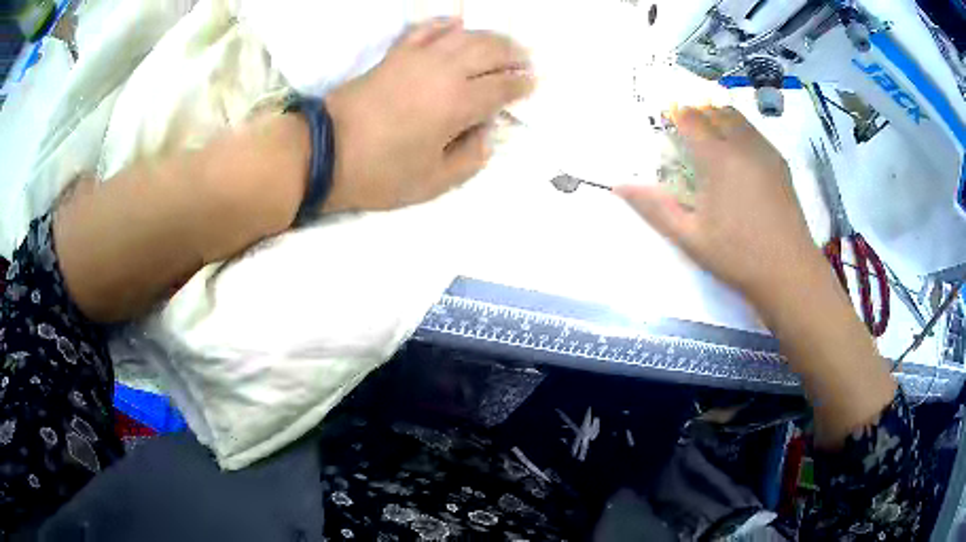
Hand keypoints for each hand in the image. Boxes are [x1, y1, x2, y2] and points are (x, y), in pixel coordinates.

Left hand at [322, 18, 534, 211]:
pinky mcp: (395, 55)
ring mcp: (418, 58)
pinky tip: (456, 25)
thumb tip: (486, 134)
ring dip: (488, 36)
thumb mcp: (433, 183)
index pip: (501, 86)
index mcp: (458, 104)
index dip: (521, 85)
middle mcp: (444, 71)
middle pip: (489, 50)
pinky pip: (425, 29)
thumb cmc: (380, 173)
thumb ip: (470, 158)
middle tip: (524, 61)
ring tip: (501, 44)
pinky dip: (445, 24)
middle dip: (513, 54)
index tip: (532, 85)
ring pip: (463, 35)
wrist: (326, 152)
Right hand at [616, 106, 823, 299]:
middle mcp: (742, 145)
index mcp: (717, 159)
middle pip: (714, 109)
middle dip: (695, 110)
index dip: (674, 112)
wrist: (789, 271)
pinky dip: (738, 128)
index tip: (664, 115)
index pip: (690, 118)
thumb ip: (655, 208)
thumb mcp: (689, 237)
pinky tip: (736, 152)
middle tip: (684, 125)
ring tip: (708, 133)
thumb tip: (618, 186)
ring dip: (717, 115)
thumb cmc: (737, 256)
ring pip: (737, 116)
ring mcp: (764, 151)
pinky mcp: (779, 162)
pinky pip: (754, 131)